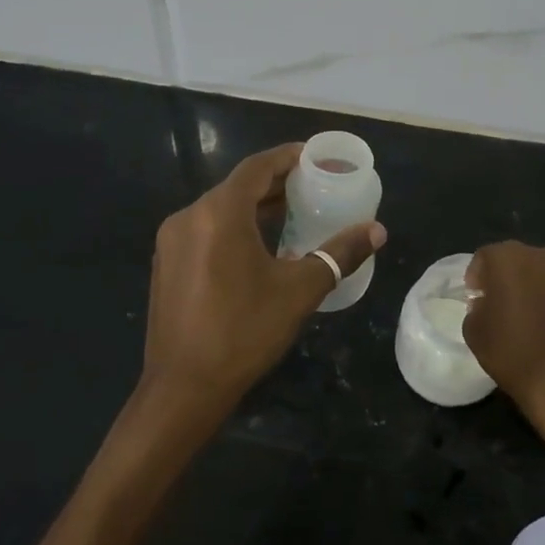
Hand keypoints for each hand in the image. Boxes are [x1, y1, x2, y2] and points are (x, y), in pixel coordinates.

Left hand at [137, 144, 385, 435]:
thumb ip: (339, 254)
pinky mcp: (166, 265)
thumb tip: (377, 230)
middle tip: (312, 187)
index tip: (314, 156)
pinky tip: (257, 248)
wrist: (183, 388)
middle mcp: (188, 217)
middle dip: (275, 184)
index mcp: (219, 213)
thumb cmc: (244, 332)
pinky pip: (204, 231)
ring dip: (254, 207)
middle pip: (237, 187)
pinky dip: (233, 228)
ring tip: (291, 215)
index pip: (257, 167)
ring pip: (219, 210)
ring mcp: (171, 242)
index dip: (287, 157)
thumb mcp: (299, 291)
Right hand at [464, 242, 544, 420]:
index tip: (477, 298)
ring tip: (537, 319)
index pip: (486, 257)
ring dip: (541, 289)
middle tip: (506, 306)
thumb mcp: (474, 330)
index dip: (478, 276)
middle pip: (522, 261)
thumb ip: (478, 306)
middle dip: (512, 278)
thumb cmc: (512, 354)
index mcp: (510, 258)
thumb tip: (489, 303)